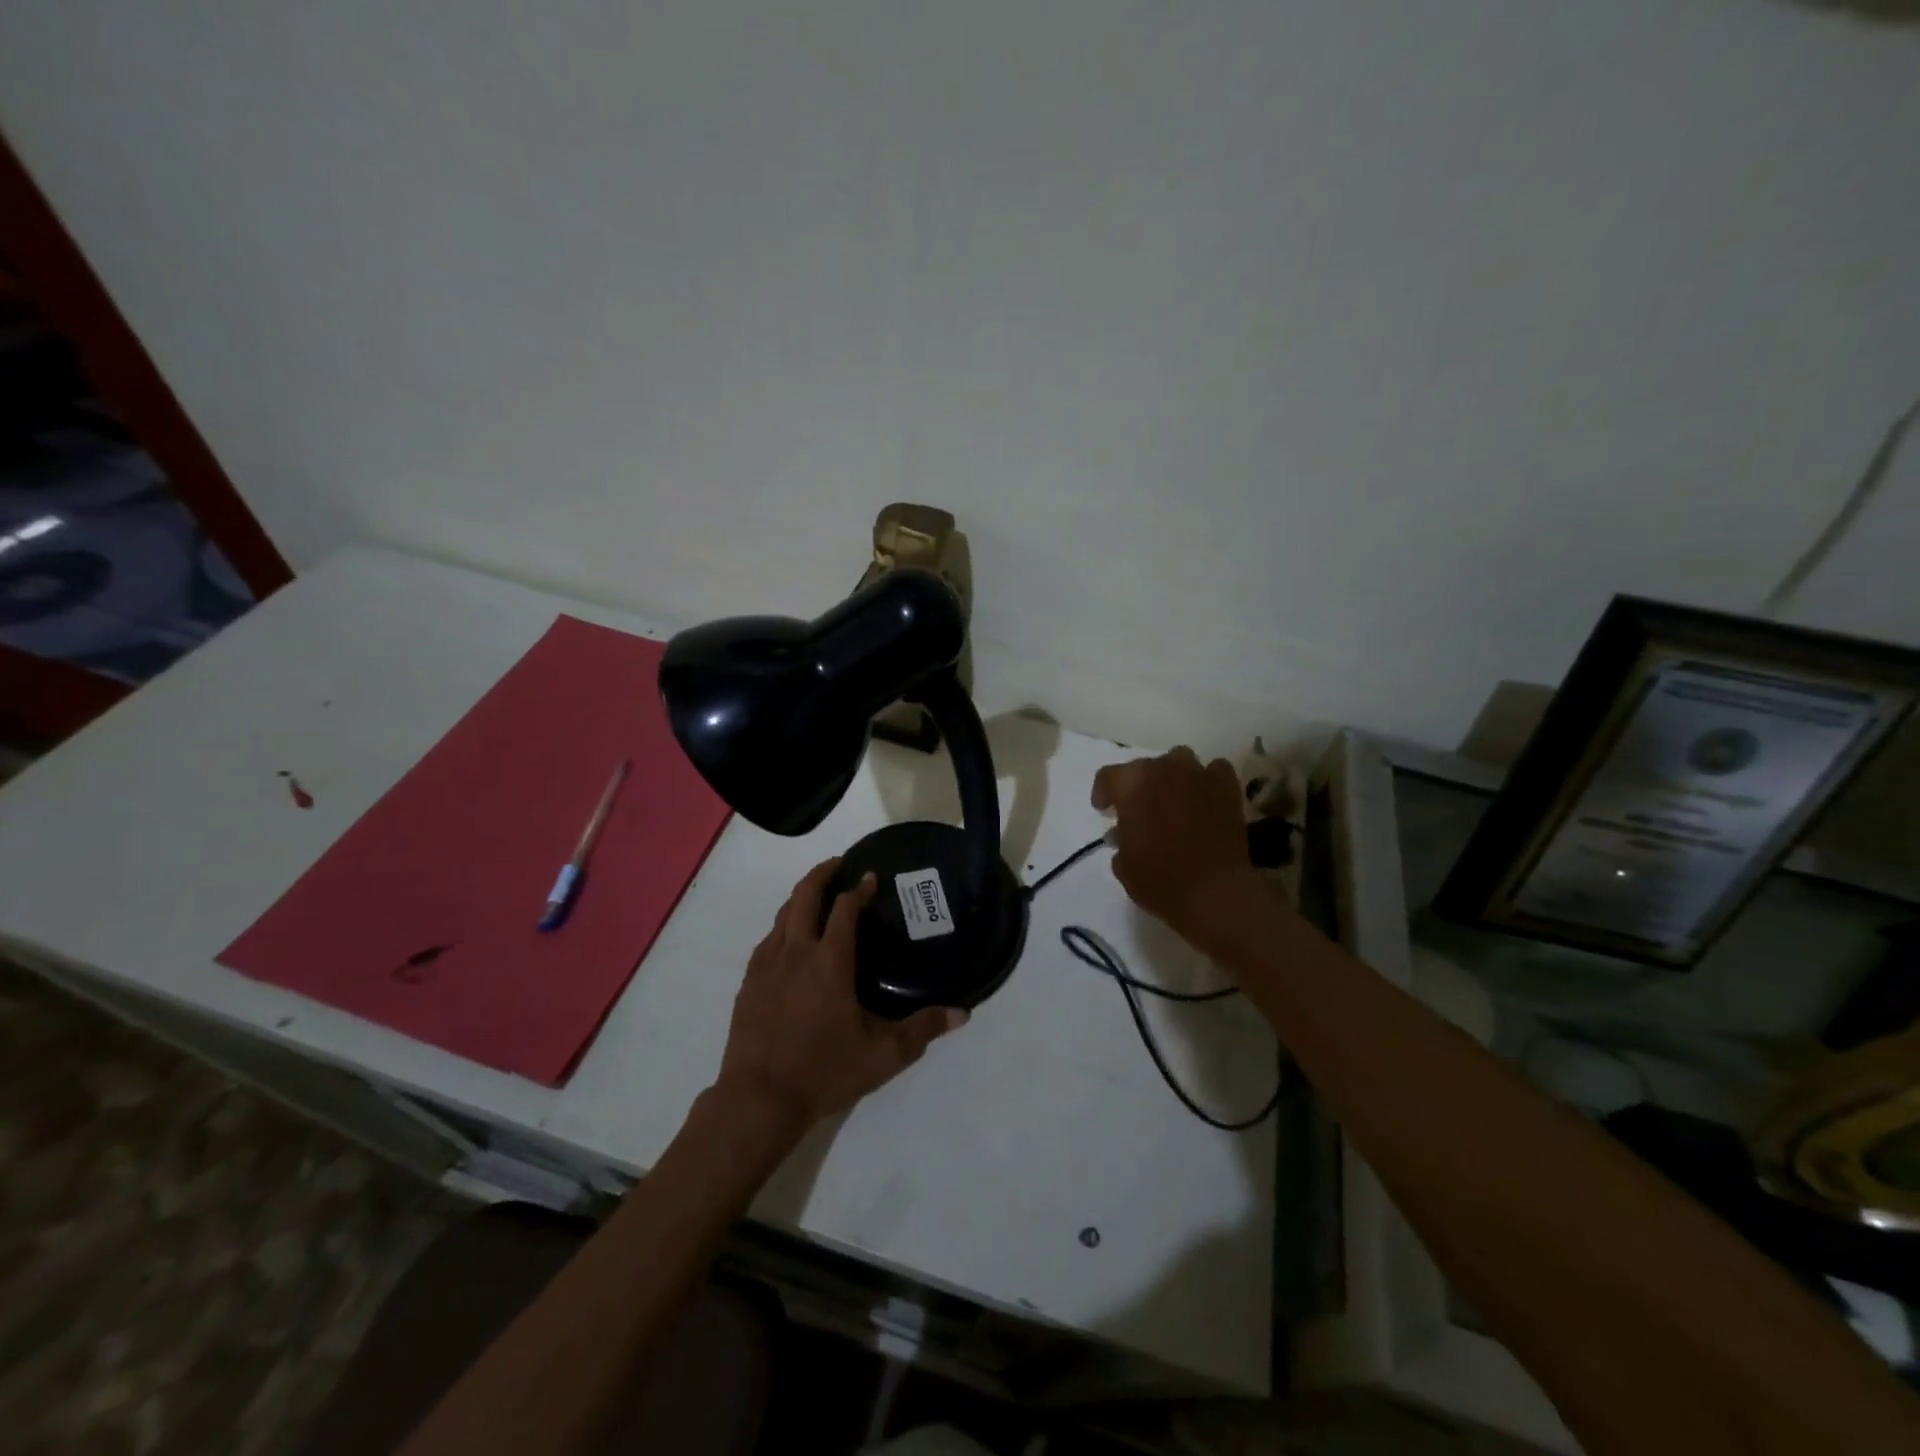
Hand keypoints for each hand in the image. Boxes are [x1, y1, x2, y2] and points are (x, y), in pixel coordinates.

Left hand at [715, 859, 966, 1129]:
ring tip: (816, 894)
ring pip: (783, 915)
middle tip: (839, 864)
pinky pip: (767, 939)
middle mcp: (796, 952)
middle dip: (822, 874)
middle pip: (804, 896)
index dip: (859, 889)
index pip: (845, 909)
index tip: (871, 877)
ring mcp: (767, 965)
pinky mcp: (749, 982)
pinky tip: (790, 938)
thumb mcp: (883, 1055)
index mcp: (830, 962)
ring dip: (800, 896)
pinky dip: (783, 925)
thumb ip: (922, 1030)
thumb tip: (962, 1013)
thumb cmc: (823, 1071)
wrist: (758, 1099)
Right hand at [1091, 746, 1262, 946]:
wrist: (1215, 892)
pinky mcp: (1227, 788)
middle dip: (1139, 786)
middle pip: (1144, 766)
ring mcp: (1198, 775)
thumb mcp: (1124, 865)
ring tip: (1173, 800)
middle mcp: (1163, 769)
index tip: (1105, 812)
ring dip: (1172, 776)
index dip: (1104, 793)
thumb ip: (1120, 841)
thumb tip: (1121, 833)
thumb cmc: (1159, 880)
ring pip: (1179, 760)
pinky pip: (1214, 771)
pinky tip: (1204, 798)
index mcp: (1131, 784)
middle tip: (1140, 810)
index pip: (1108, 777)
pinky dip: (1207, 781)